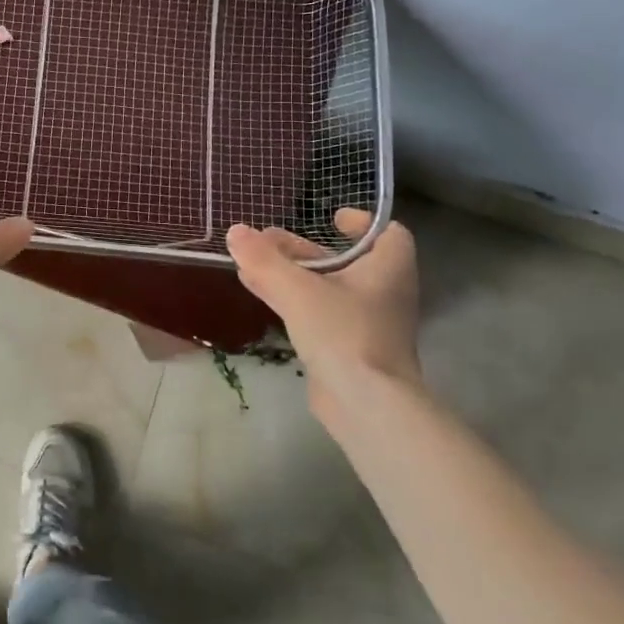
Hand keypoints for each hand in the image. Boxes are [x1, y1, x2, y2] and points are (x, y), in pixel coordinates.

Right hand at [226, 209, 421, 436]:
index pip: (387, 234)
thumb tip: (235, 231)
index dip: (361, 223)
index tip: (330, 218)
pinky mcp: (348, 347)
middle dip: (303, 248)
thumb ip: (264, 259)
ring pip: (326, 287)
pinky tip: (255, 290)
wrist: (366, 405)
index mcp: (388, 269)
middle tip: (266, 239)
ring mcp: (366, 323)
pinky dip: (290, 299)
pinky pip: (318, 312)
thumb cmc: (343, 332)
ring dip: (290, 273)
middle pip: (344, 260)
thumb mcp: (297, 289)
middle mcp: (382, 292)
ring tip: (250, 261)